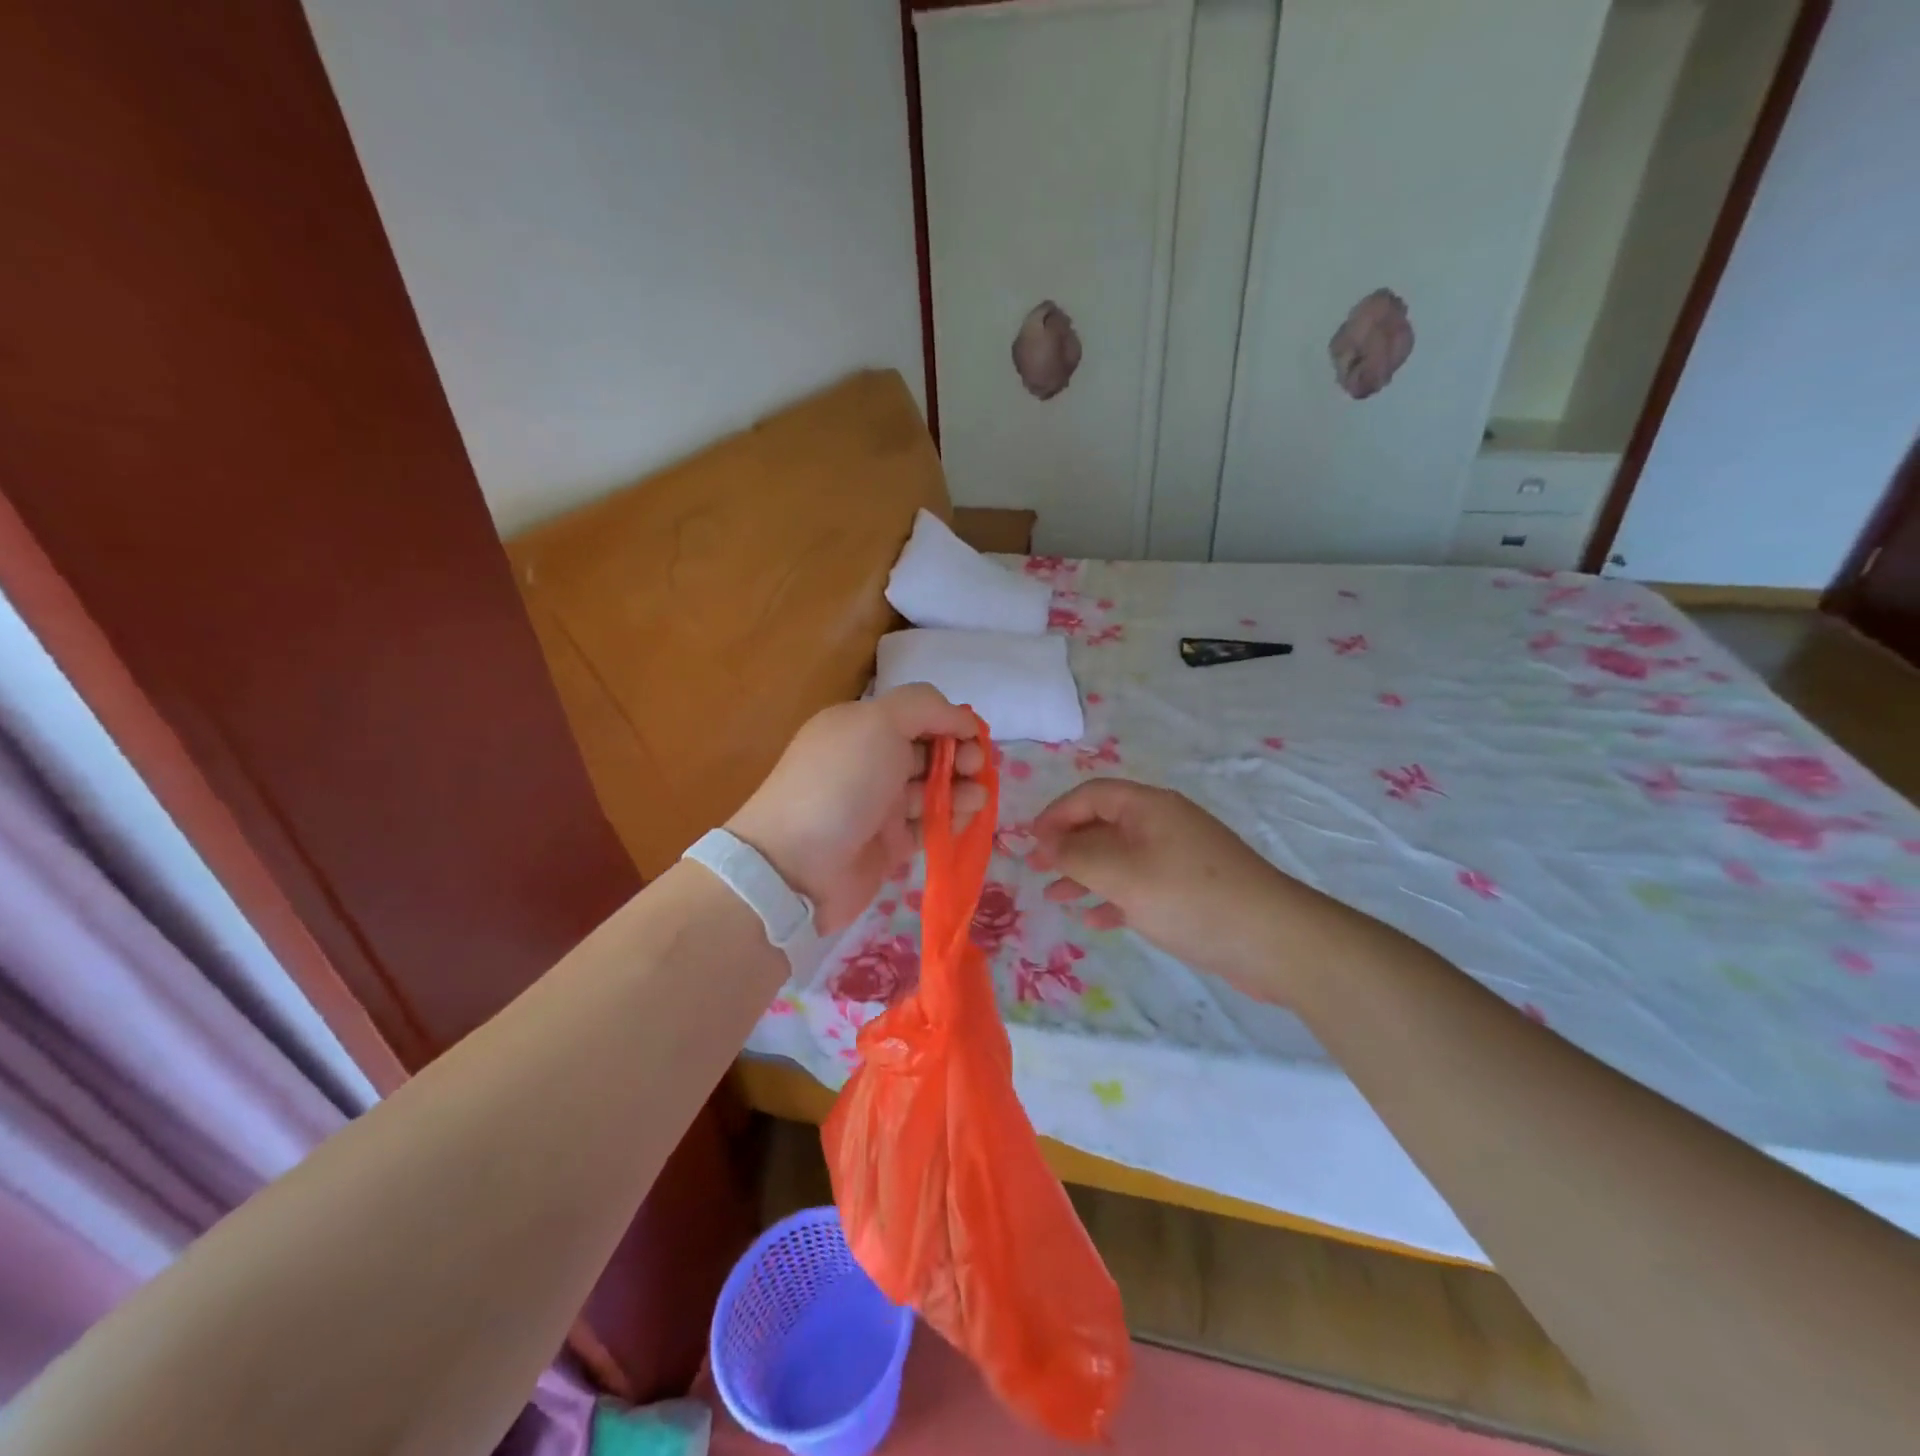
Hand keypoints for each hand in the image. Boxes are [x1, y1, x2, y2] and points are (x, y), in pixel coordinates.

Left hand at [728, 685, 986, 934]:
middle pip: (928, 751)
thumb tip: (961, 719)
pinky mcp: (888, 844)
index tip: (973, 736)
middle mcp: (870, 762)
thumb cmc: (841, 783)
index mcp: (861, 727)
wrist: (797, 866)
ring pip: (932, 789)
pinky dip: (950, 820)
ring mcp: (878, 805)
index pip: (917, 714)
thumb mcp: (878, 722)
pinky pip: (928, 826)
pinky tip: (965, 819)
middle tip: (976, 768)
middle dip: (959, 754)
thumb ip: (924, 707)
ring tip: (977, 798)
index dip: (949, 721)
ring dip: (960, 788)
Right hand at [1027, 778, 1325, 1002]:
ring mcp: (1178, 857)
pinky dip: (1114, 897)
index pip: (1091, 795)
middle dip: (1067, 845)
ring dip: (1085, 874)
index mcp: (1149, 807)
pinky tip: (1096, 920)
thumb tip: (1044, 841)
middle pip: (1103, 824)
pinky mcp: (1189, 890)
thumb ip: (1077, 854)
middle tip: (1035, 871)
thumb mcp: (1122, 873)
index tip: (1028, 843)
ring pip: (1119, 857)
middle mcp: (1163, 824)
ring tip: (1055, 898)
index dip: (1056, 814)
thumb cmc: (1189, 897)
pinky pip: (1140, 884)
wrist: (1273, 940)